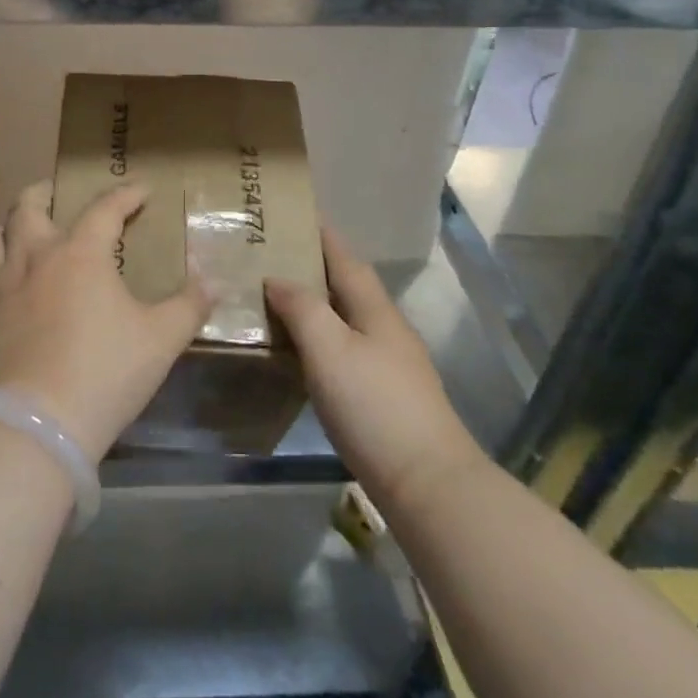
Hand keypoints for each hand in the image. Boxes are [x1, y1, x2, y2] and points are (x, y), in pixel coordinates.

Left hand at [0, 180, 212, 461]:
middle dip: (43, 192)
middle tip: (52, 190)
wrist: (37, 422)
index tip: (141, 190)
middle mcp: (36, 257)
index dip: (125, 195)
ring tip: (17, 228)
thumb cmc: (105, 372)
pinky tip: (0, 282)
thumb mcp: (161, 339)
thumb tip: (214, 279)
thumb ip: (189, 305)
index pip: (104, 209)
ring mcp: (2, 285)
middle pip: (30, 207)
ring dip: (7, 226)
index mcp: (81, 253)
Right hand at [266, 227, 484, 512]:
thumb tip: (276, 278)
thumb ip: (302, 308)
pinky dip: (318, 339)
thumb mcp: (329, 349)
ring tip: (274, 299)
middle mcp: (385, 329)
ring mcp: (389, 365)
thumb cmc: (374, 406)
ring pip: (344, 319)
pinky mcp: (384, 397)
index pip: (343, 258)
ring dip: (314, 304)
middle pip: (345, 286)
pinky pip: (343, 350)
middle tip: (269, 256)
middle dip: (312, 266)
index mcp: (374, 309)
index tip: (293, 212)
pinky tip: (298, 353)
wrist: (428, 485)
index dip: (321, 233)